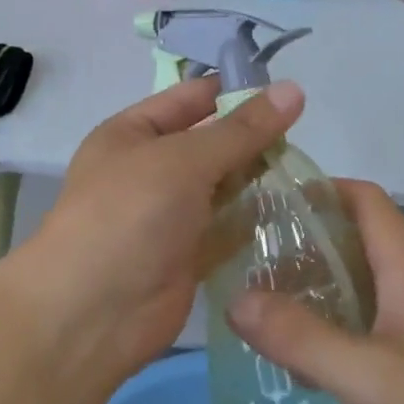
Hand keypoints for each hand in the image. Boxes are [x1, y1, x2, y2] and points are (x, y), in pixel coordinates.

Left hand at [4, 76, 303, 376]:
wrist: (91, 314)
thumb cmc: (130, 215)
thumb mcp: (184, 159)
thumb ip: (242, 129)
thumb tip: (293, 89)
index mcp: (133, 133)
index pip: (191, 98)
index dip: (234, 90)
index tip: (288, 92)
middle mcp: (150, 169)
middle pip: (210, 144)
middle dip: (253, 139)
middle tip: (308, 137)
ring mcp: (168, 215)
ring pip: (222, 187)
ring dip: (258, 180)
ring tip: (311, 172)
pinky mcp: (187, 256)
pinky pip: (226, 229)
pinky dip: (254, 222)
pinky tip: (296, 213)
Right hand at [227, 180, 403, 403]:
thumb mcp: (370, 377)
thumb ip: (302, 339)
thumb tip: (235, 300)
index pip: (363, 198)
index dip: (319, 188)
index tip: (268, 201)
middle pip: (358, 241)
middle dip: (306, 244)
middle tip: (252, 263)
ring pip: (366, 287)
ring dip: (321, 290)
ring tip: (268, 310)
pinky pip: (377, 327)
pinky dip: (341, 330)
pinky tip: (314, 363)